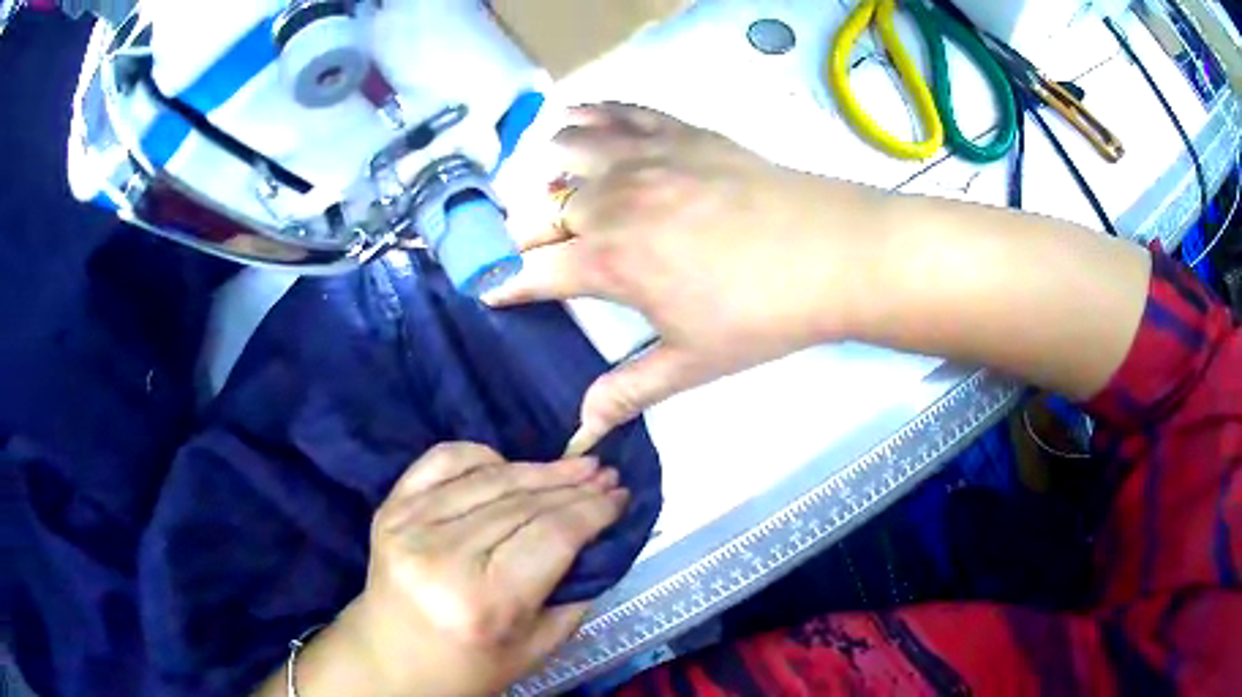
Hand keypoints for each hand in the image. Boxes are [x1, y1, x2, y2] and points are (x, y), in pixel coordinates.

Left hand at [274, 443, 628, 696]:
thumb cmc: (469, 666)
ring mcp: (408, 524)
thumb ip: (575, 592)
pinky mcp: (390, 508)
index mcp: (483, 601)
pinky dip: (481, 455)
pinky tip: (509, 465)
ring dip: (538, 468)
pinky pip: (443, 461)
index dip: (593, 510)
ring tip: (575, 465)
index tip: (621, 495)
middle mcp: (441, 555)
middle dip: (574, 485)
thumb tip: (602, 535)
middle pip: (524, 502)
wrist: (389, 659)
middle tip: (607, 473)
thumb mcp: (538, 648)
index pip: (552, 535)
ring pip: (489, 478)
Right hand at [488, 103, 893, 452]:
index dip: (502, 282)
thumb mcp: (693, 363)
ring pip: (567, 150)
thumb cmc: (762, 315)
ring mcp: (645, 157)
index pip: (531, 271)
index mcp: (610, 261)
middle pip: (540, 209)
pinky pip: (617, 111)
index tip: (486, 288)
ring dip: (550, 170)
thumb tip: (579, 432)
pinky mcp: (678, 132)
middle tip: (530, 247)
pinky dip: (590, 114)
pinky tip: (579, 118)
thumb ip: (628, 391)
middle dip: (523, 232)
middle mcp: (613, 200)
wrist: (833, 254)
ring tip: (558, 186)